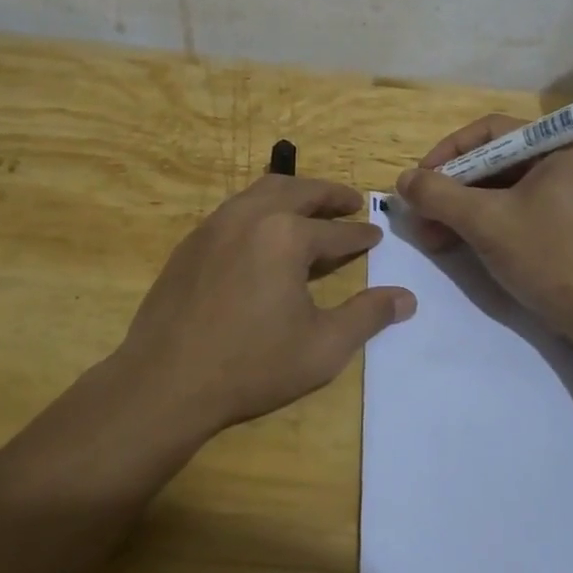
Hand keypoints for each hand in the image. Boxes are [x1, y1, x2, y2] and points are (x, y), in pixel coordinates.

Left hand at [111, 175, 415, 438]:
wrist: (166, 381)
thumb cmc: (252, 365)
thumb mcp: (322, 347)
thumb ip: (367, 316)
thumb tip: (406, 298)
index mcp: (286, 235)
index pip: (336, 232)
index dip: (360, 235)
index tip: (375, 235)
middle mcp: (252, 216)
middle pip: (299, 192)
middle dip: (330, 195)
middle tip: (351, 201)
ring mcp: (216, 224)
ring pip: (262, 191)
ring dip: (294, 193)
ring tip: (311, 206)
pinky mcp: (192, 241)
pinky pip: (235, 208)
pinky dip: (261, 207)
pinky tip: (264, 231)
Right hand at [393, 116, 572, 332]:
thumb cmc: (548, 256)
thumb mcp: (485, 221)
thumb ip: (438, 195)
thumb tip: (402, 179)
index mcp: (558, 146)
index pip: (490, 131)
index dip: (449, 151)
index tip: (421, 178)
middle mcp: (562, 162)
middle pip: (491, 161)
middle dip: (450, 188)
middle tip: (418, 211)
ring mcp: (561, 195)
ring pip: (496, 189)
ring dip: (457, 209)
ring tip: (427, 235)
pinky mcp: (557, 224)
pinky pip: (508, 210)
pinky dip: (478, 223)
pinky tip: (449, 243)